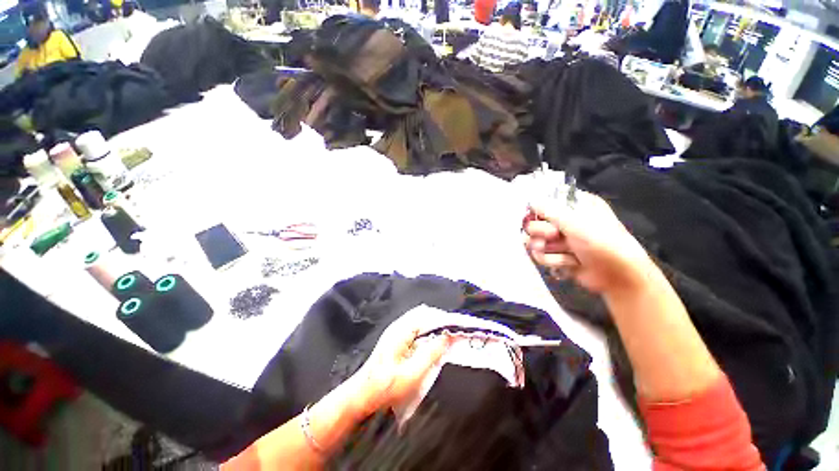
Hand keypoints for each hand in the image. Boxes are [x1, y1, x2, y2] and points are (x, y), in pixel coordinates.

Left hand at [346, 318, 450, 418]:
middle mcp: (399, 325)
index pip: (428, 315)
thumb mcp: (412, 374)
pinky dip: (429, 330)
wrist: (362, 395)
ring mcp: (397, 330)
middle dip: (442, 319)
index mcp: (401, 329)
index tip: (460, 325)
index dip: (445, 319)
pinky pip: (417, 327)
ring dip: (436, 324)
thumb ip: (431, 353)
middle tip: (457, 330)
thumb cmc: (385, 387)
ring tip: (450, 334)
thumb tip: (448, 337)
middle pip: (425, 314)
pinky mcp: (397, 338)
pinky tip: (435, 341)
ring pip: (422, 319)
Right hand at [524, 190, 653, 293]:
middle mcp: (564, 221)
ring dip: (548, 249)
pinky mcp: (556, 256)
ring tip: (564, 252)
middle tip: (554, 235)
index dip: (537, 210)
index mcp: (572, 206)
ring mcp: (559, 240)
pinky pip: (540, 255)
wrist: (617, 274)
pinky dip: (554, 260)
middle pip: (534, 223)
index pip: (543, 202)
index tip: (538, 216)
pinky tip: (569, 263)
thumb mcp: (574, 221)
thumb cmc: (601, 241)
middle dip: (541, 232)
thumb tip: (531, 201)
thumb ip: (549, 209)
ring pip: (534, 241)